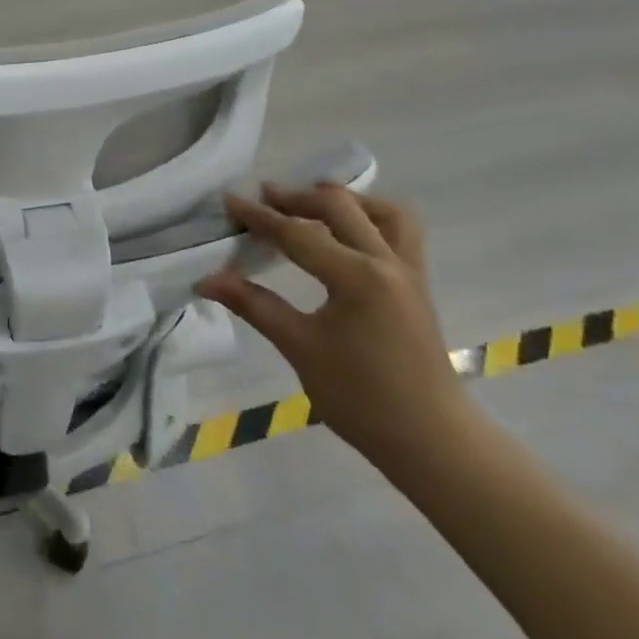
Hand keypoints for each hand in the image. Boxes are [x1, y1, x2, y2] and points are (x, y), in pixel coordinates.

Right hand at [196, 184, 467, 473]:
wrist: (431, 440)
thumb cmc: (361, 398)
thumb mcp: (300, 348)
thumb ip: (255, 305)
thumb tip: (207, 280)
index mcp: (357, 277)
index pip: (298, 235)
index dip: (259, 217)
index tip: (229, 201)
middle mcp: (387, 262)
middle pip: (340, 208)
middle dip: (298, 198)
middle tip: (264, 198)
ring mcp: (409, 271)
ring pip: (382, 211)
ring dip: (345, 200)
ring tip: (313, 203)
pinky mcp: (418, 285)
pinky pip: (400, 232)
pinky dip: (371, 218)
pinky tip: (348, 232)